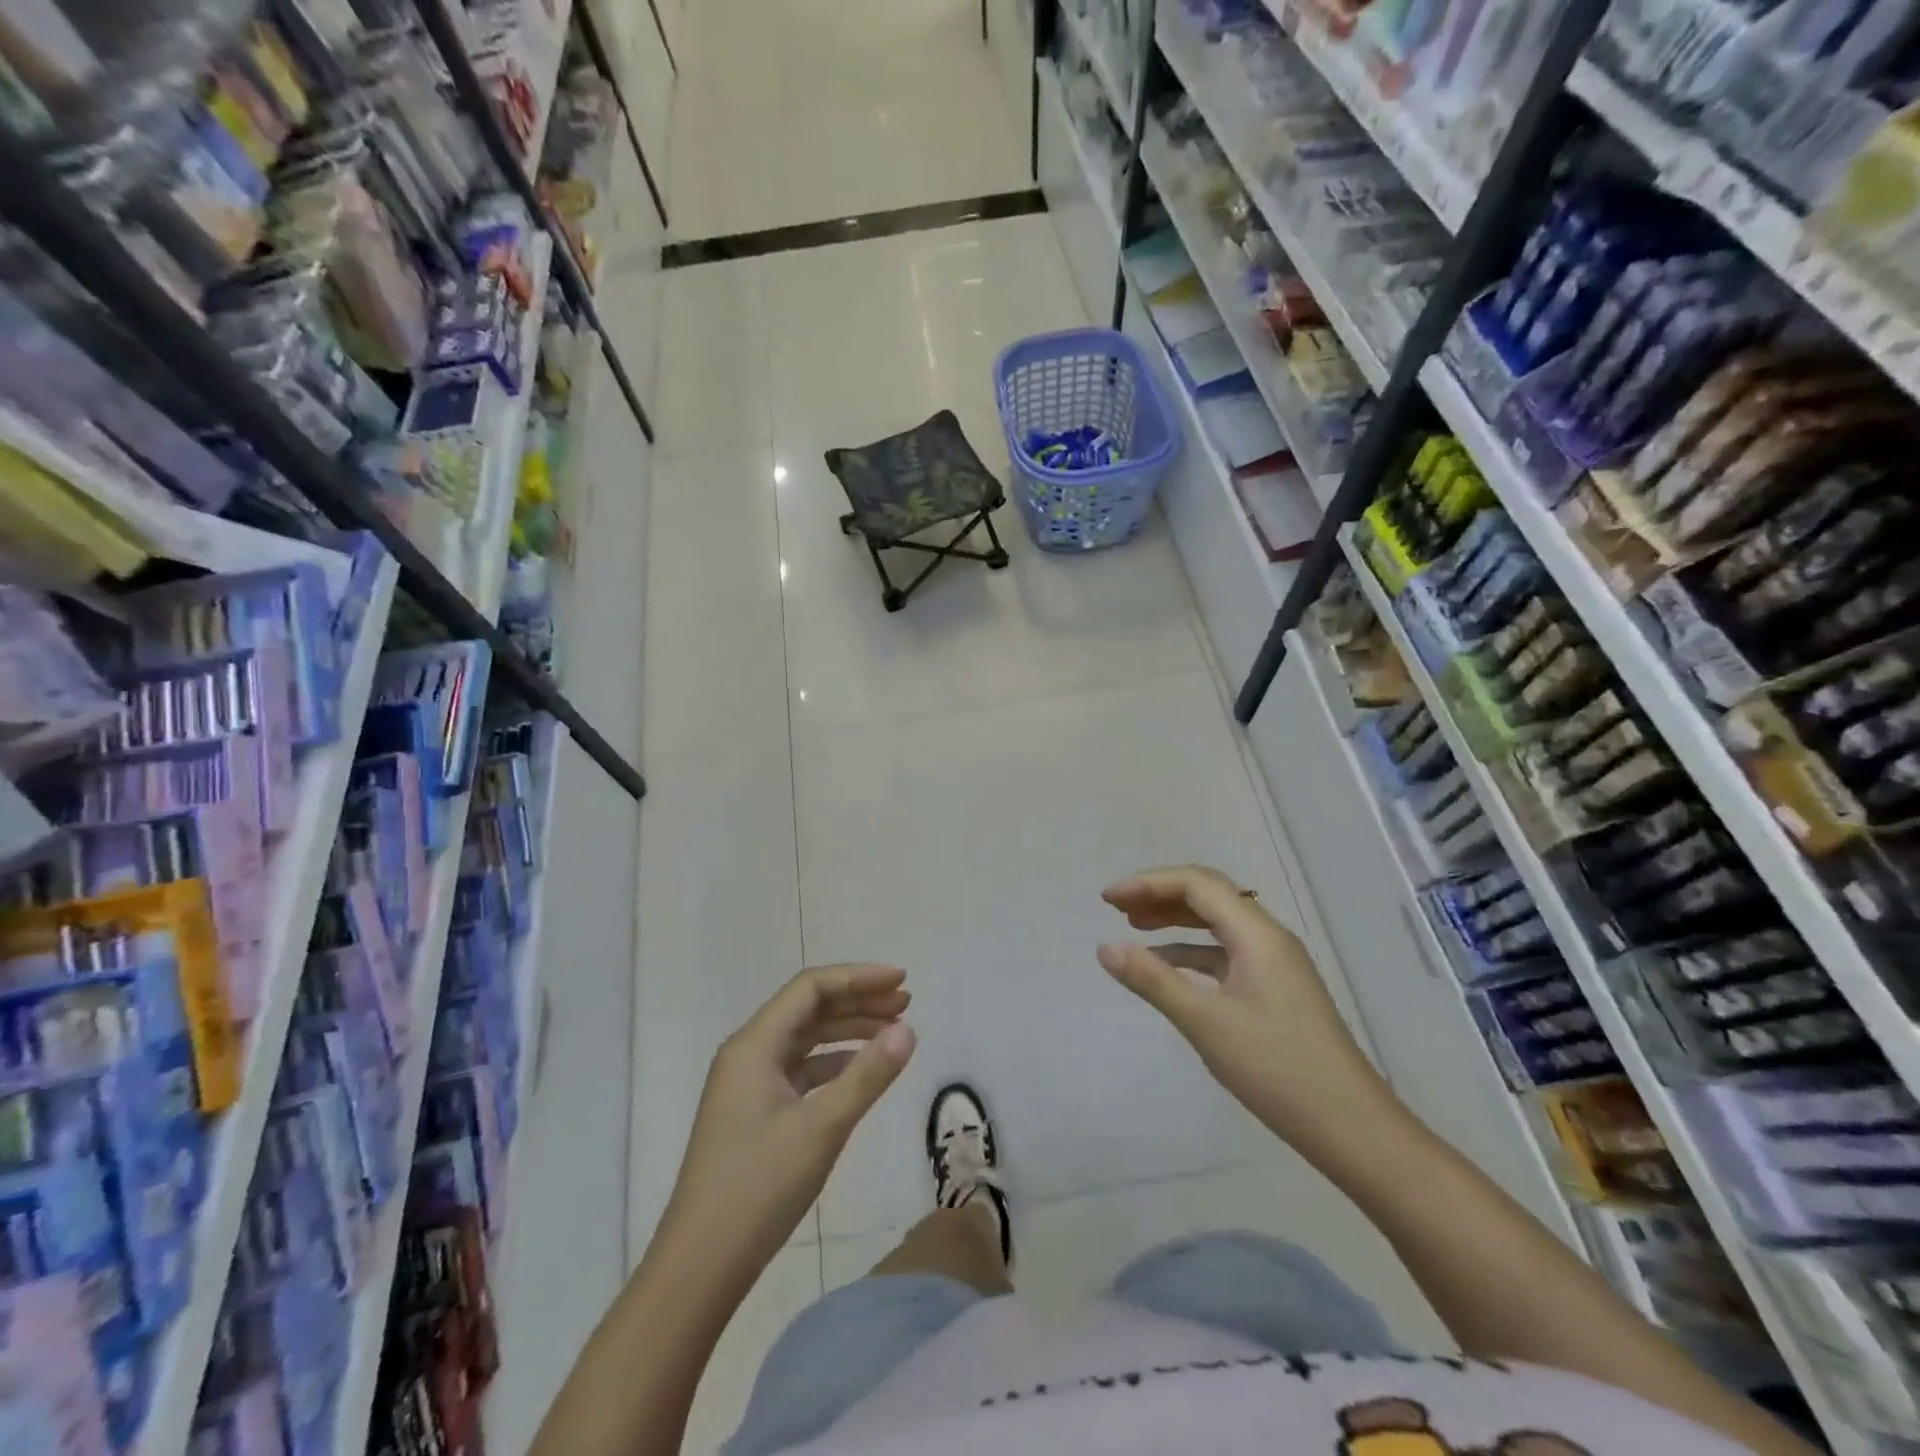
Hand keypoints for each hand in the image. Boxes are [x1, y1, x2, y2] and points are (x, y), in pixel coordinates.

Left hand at [663, 965, 916, 1272]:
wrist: (701, 1265)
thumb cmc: (760, 1186)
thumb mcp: (823, 1127)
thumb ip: (868, 1074)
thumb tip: (907, 1030)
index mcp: (754, 1044)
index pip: (811, 988)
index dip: (859, 977)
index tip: (902, 980)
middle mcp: (748, 1053)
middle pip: (809, 1008)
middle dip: (858, 1001)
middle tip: (906, 1003)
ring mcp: (749, 1084)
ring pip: (806, 1039)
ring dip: (849, 1030)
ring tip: (894, 1032)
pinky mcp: (754, 1112)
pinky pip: (800, 1069)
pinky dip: (834, 1063)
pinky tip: (862, 1070)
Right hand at [1098, 866, 1398, 1166]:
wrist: (1352, 1128)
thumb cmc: (1277, 1069)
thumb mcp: (1206, 1023)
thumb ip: (1153, 981)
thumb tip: (1105, 947)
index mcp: (1257, 934)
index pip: (1196, 884)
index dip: (1148, 883)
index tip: (1108, 900)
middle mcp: (1268, 938)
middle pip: (1208, 895)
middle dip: (1160, 895)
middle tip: (1116, 908)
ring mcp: (1274, 964)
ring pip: (1217, 923)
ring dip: (1175, 919)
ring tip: (1134, 927)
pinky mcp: (1274, 990)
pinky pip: (1225, 953)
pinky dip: (1191, 952)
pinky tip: (1166, 967)